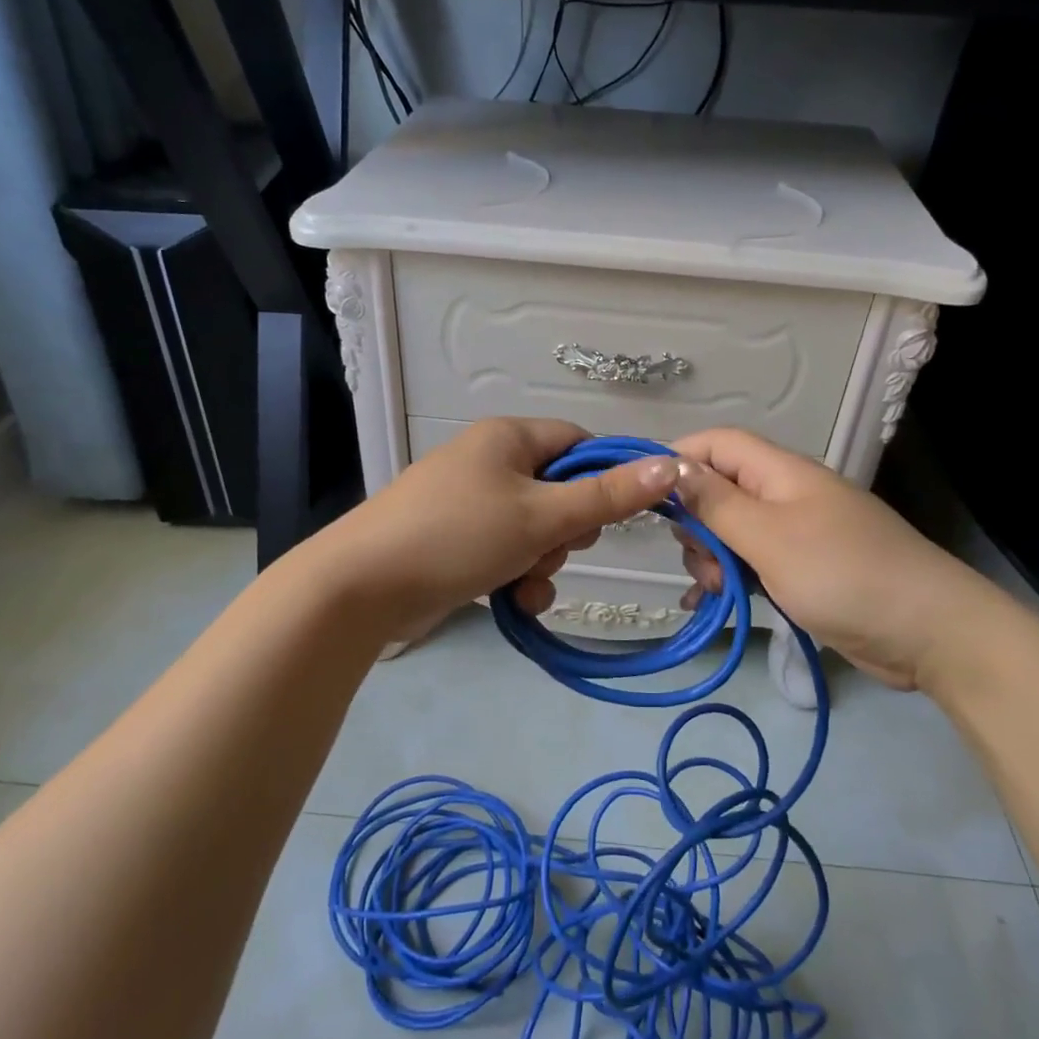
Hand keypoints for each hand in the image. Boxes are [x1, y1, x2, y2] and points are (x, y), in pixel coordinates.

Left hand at [310, 418, 676, 643]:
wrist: (365, 586)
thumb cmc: (459, 535)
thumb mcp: (541, 516)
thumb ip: (608, 496)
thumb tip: (673, 464)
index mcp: (509, 438)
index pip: (579, 443)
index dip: (604, 478)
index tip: (618, 515)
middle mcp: (490, 462)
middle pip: (561, 491)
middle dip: (567, 531)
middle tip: (555, 547)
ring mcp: (471, 504)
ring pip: (537, 530)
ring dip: (544, 561)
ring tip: (523, 581)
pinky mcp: (458, 542)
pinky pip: (508, 553)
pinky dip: (518, 576)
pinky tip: (514, 601)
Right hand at [669, 428, 1001, 689]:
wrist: (929, 633)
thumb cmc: (844, 575)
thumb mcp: (769, 537)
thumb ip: (716, 503)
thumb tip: (669, 467)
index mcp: (781, 473)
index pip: (716, 444)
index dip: (678, 460)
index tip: (644, 496)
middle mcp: (786, 495)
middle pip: (719, 489)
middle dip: (696, 523)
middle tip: (700, 559)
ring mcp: (796, 534)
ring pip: (731, 531)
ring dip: (713, 557)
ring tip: (719, 590)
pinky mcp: (803, 570)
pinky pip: (752, 563)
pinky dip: (730, 578)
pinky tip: (713, 603)